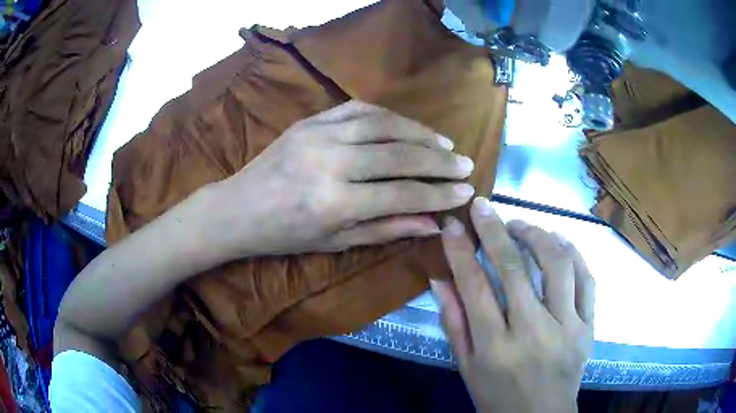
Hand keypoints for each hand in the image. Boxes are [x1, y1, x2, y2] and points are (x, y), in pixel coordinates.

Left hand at [207, 100, 475, 258]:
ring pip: (383, 124)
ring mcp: (319, 134)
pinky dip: (388, 115)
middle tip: (465, 164)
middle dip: (439, 160)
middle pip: (399, 155)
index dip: (439, 194)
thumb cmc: (284, 235)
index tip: (466, 192)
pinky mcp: (310, 119)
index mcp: (335, 202)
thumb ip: (386, 229)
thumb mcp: (335, 243)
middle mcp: (331, 162)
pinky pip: (358, 108)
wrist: (238, 208)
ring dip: (420, 132)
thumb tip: (432, 223)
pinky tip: (407, 125)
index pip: (402, 194)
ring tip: (444, 143)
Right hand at [431, 197, 594, 412]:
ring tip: (520, 225)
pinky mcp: (589, 327)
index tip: (453, 224)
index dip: (460, 251)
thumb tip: (440, 279)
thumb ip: (454, 323)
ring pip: (556, 265)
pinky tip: (559, 240)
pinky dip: (574, 253)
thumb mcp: (467, 367)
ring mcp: (567, 328)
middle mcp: (533, 333)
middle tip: (483, 206)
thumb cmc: (497, 397)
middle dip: (494, 229)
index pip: (475, 287)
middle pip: (514, 268)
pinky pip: (587, 280)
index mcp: (495, 348)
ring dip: (536, 235)